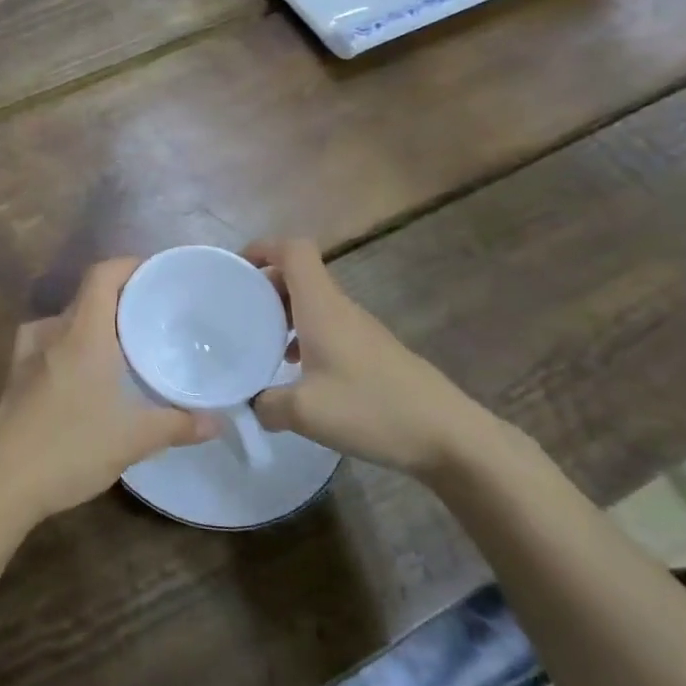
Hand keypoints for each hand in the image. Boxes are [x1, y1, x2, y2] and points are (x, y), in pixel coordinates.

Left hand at [0, 258, 218, 527]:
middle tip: (152, 316)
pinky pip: (49, 345)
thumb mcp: (133, 439)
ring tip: (121, 344)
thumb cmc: (70, 446)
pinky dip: (71, 347)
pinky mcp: (15, 379)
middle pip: (87, 296)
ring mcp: (27, 355)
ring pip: (65, 322)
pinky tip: (85, 374)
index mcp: (82, 332)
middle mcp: (52, 333)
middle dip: (119, 299)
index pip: (102, 274)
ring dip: (93, 324)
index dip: (129, 266)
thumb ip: (178, 425)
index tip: (157, 276)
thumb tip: (218, 421)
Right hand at [246, 238, 485, 477]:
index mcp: (322, 306)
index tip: (236, 272)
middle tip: (239, 314)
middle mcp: (340, 308)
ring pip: (313, 302)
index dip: (262, 249)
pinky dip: (304, 335)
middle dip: (265, 285)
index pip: (293, 250)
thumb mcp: (304, 412)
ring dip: (284, 313)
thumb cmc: (372, 409)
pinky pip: (328, 327)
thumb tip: (251, 404)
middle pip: (299, 274)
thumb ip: (266, 404)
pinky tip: (298, 372)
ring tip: (262, 344)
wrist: (449, 436)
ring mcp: (360, 329)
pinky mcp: (372, 352)